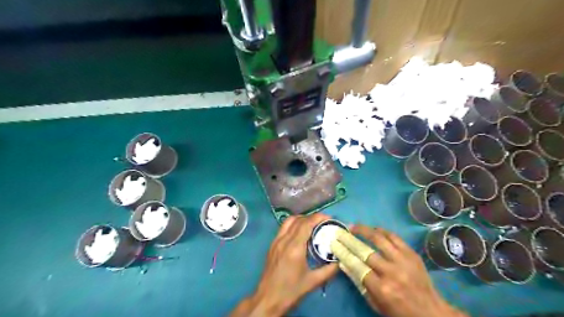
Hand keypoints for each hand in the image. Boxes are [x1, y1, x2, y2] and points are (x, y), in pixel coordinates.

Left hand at [230, 213, 338, 315]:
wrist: (268, 299)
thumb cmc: (291, 291)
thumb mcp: (313, 282)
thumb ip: (329, 270)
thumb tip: (340, 260)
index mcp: (294, 247)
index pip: (306, 224)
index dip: (318, 217)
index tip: (329, 218)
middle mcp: (284, 240)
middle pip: (298, 220)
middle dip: (312, 217)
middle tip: (324, 222)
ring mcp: (276, 241)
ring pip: (289, 221)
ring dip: (302, 219)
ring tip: (312, 225)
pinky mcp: (272, 245)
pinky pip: (283, 228)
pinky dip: (293, 224)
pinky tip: (300, 233)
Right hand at [351, 224, 467, 316]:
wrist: (431, 311)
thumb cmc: (399, 311)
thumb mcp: (376, 304)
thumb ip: (359, 283)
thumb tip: (343, 263)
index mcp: (381, 288)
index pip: (356, 265)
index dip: (343, 252)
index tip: (334, 243)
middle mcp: (391, 272)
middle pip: (365, 251)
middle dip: (349, 239)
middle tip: (340, 232)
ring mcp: (403, 261)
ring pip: (379, 239)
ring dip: (364, 230)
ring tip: (355, 226)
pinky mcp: (412, 254)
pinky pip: (394, 237)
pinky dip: (382, 231)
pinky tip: (374, 229)